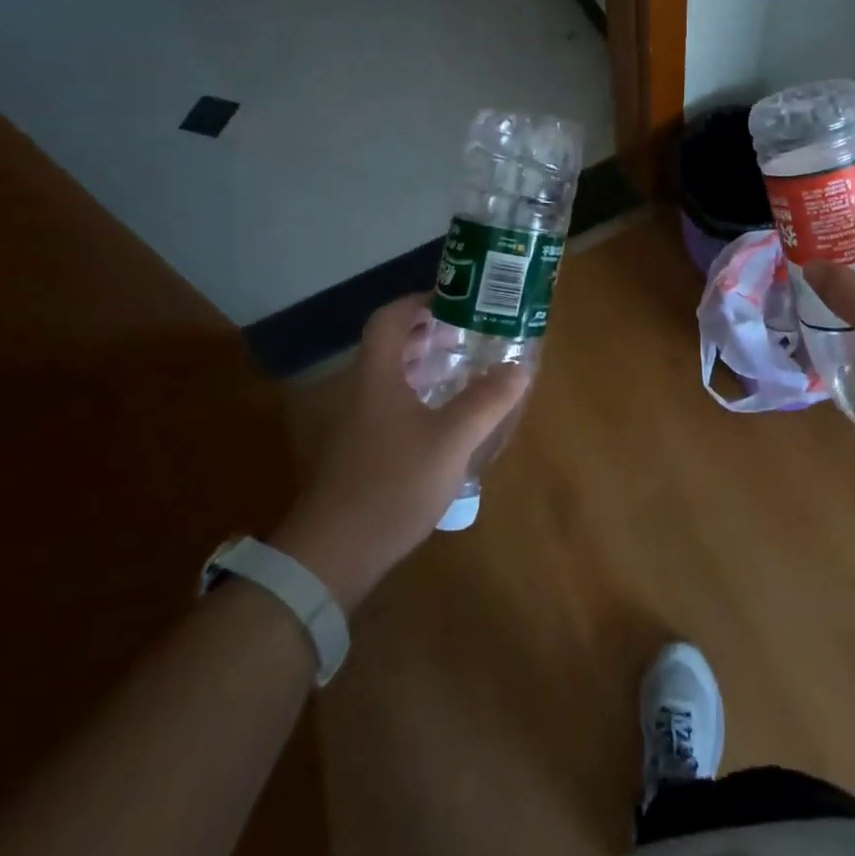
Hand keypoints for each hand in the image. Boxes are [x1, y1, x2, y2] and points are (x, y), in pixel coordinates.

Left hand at [275, 296, 526, 610]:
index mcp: (377, 377)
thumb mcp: (452, 440)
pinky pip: (391, 406)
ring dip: (424, 367)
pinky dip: (418, 397)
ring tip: (463, 371)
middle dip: (429, 335)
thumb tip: (519, 367)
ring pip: (391, 379)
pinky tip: (444, 420)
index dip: (419, 302)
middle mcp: (362, 392)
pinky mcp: (360, 453)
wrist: (335, 553)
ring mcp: (357, 424)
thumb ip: (487, 401)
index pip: (389, 320)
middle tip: (468, 336)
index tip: (455, 302)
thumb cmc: (393, 484)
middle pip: (391, 347)